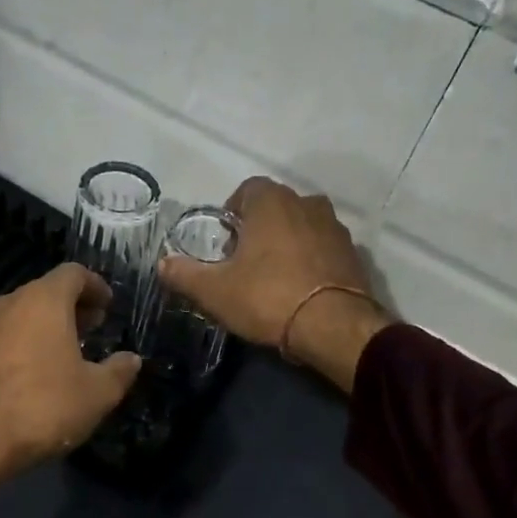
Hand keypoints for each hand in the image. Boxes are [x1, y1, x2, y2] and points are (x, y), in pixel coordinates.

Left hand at [0, 264, 140, 511]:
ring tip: (68, 351)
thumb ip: (119, 371)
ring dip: (47, 325)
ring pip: (23, 313)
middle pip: (46, 291)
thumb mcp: (98, 393)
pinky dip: (25, 342)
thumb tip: (131, 359)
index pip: (73, 274)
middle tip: (94, 327)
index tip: (108, 306)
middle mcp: (10, 303)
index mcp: (44, 300)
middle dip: (73, 306)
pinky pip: (5, 335)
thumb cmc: (45, 406)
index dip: (95, 285)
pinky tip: (37, 371)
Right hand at [156, 177, 390, 392]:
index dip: (231, 214)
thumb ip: (184, 274)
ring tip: (274, 278)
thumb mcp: (214, 291)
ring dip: (287, 244)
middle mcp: (307, 204)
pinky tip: (300, 290)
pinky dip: (311, 261)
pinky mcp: (354, 255)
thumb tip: (162, 264)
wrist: (333, 327)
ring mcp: (335, 228)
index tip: (225, 244)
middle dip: (259, 229)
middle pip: (275, 207)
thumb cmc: (267, 298)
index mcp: (272, 202)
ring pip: (302, 227)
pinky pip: (324, 250)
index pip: (246, 189)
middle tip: (244, 263)